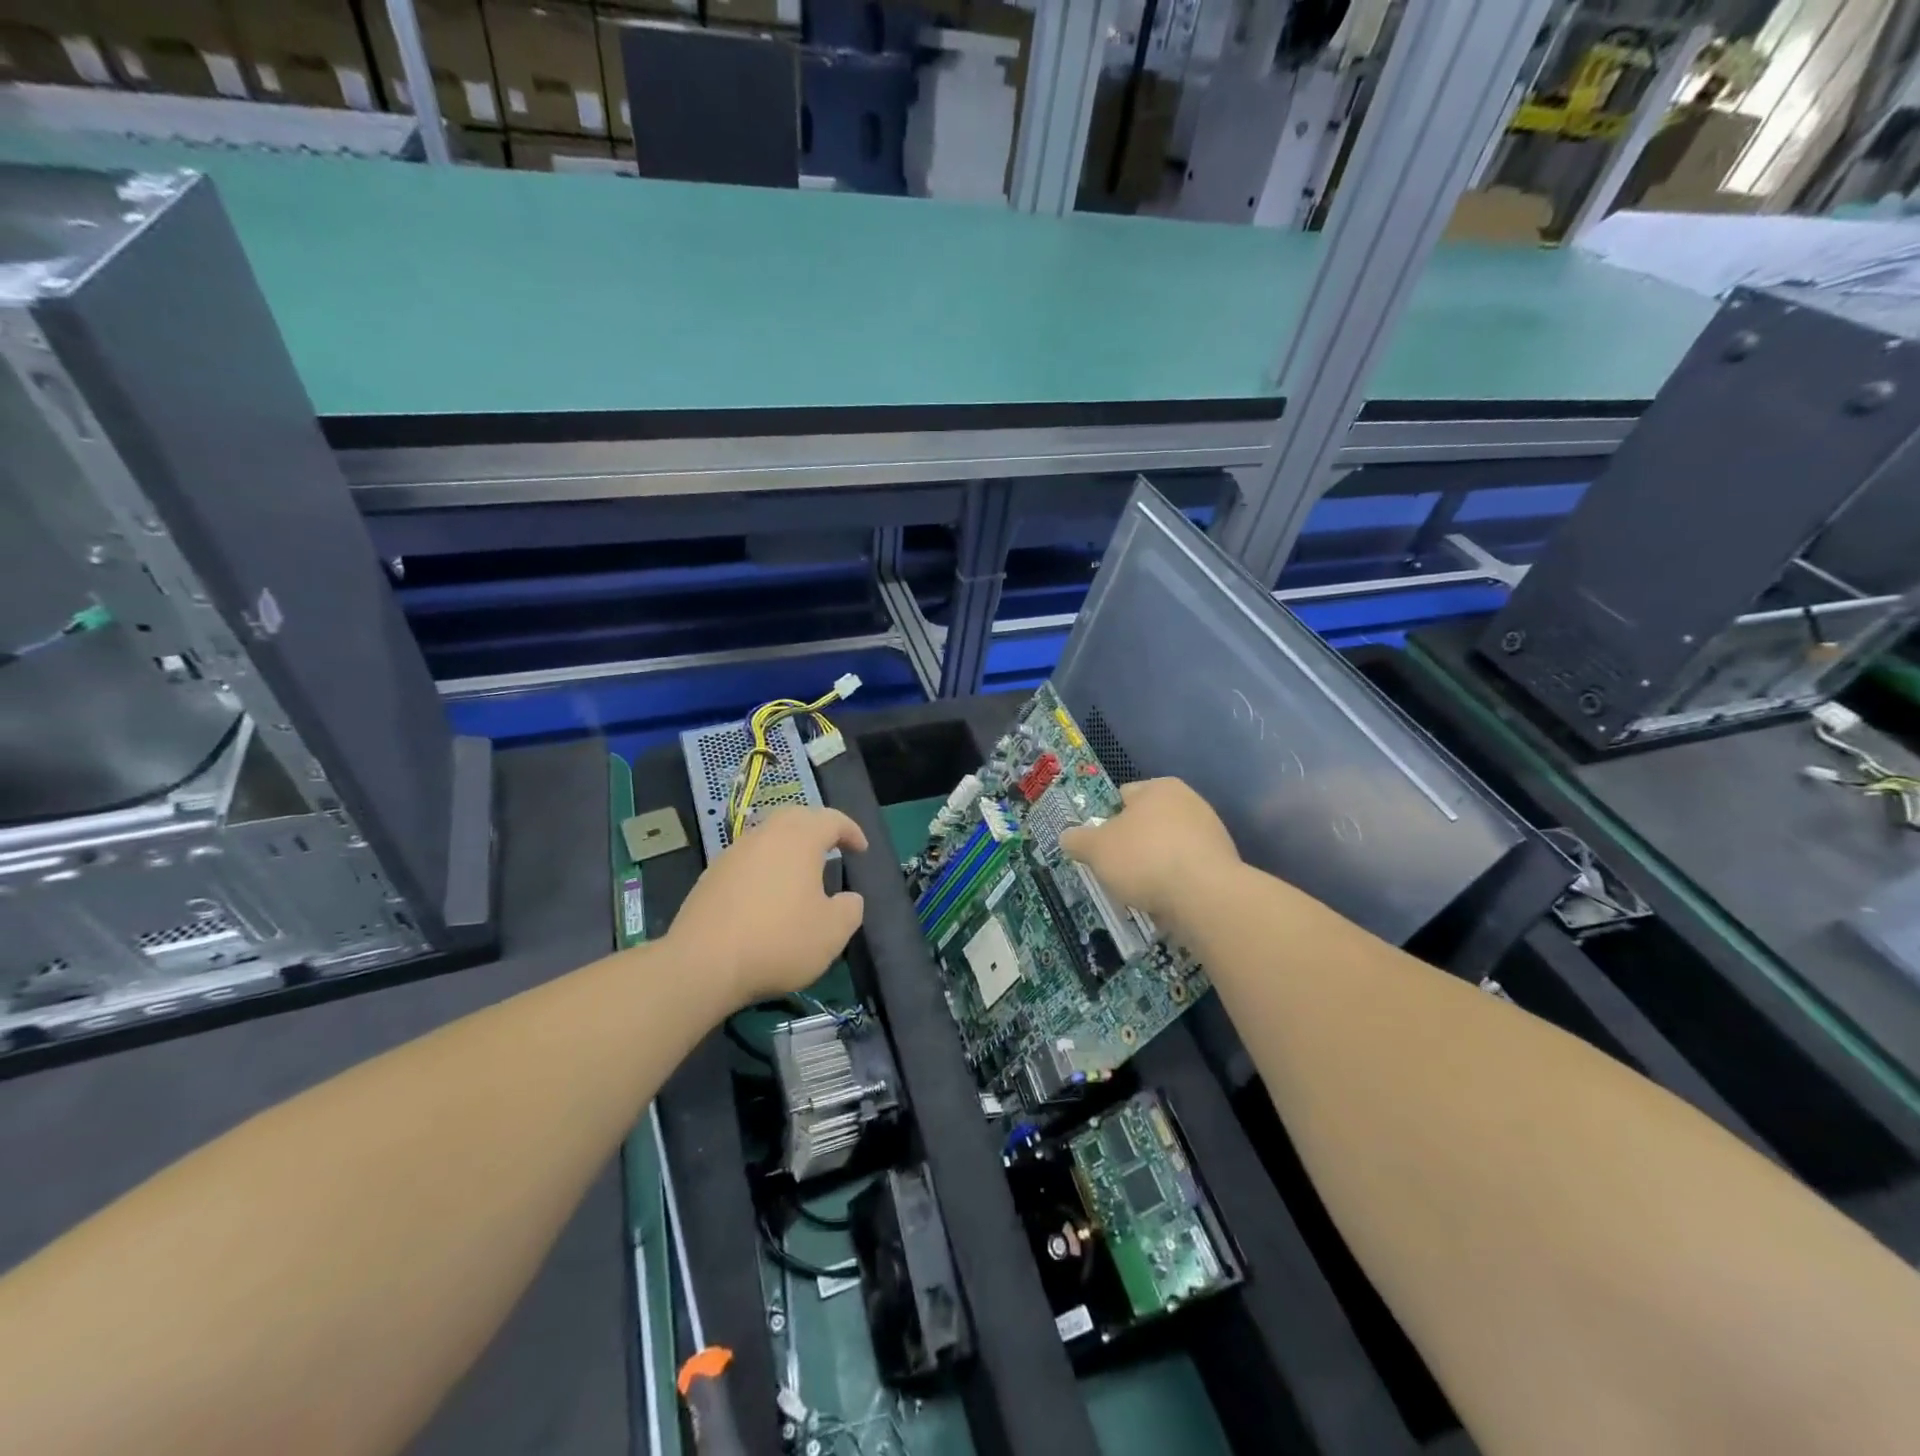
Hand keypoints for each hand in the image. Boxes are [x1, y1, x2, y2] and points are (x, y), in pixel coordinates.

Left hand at [667, 806, 867, 1008]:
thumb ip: (850, 910)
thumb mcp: (832, 933)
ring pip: (767, 837)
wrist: (702, 964)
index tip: (861, 849)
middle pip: (795, 817)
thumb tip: (848, 899)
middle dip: (816, 828)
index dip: (851, 831)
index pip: (831, 820)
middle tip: (831, 848)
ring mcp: (733, 854)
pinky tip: (767, 895)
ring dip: (788, 847)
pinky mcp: (711, 877)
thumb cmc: (778, 941)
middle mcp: (765, 836)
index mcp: (799, 840)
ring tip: (799, 873)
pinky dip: (764, 867)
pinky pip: (747, 860)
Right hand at [1059, 778, 1239, 935]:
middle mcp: (1190, 802)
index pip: (1124, 796)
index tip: (1099, 845)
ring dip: (1154, 865)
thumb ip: (1078, 840)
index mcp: (1160, 787)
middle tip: (1115, 869)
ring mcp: (1211, 833)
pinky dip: (1175, 882)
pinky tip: (1165, 900)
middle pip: (1148, 822)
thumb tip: (1067, 837)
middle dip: (1132, 844)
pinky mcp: (1224, 865)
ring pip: (1168, 847)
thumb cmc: (1145, 859)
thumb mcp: (1096, 849)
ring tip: (1139, 891)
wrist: (1205, 896)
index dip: (1107, 819)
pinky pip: (1187, 870)